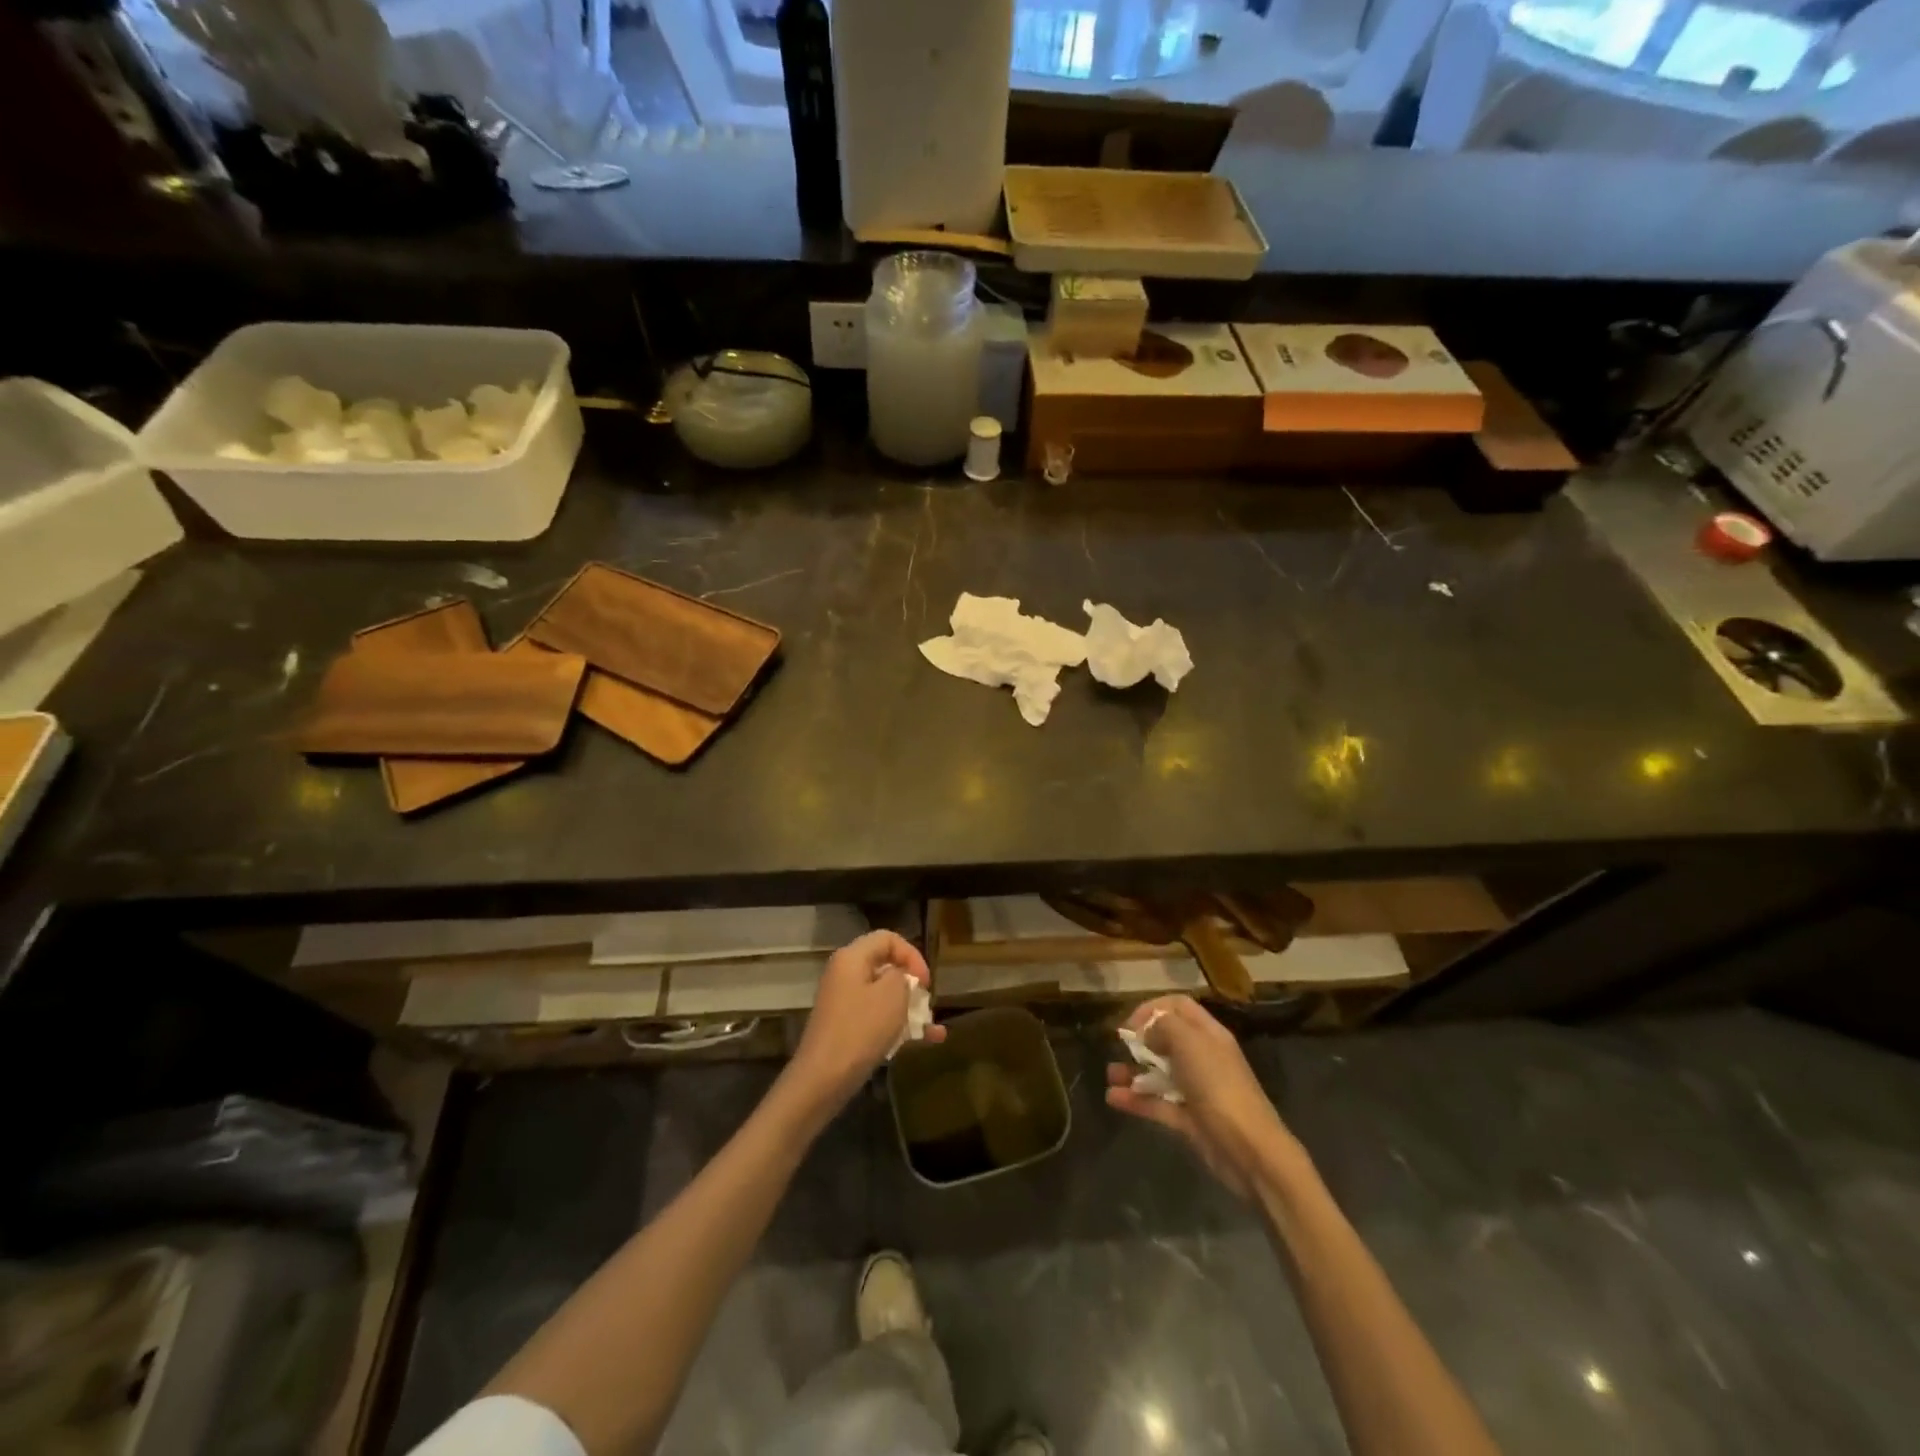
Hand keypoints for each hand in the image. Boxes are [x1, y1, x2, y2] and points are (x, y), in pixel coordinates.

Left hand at [785, 931, 943, 1117]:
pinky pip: (878, 1017)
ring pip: (884, 995)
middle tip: (927, 1002)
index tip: (926, 982)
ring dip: (910, 1008)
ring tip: (934, 1027)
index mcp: (852, 958)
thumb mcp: (892, 995)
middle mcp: (845, 974)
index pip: (887, 938)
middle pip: (885, 966)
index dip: (912, 955)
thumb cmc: (860, 1030)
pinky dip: (900, 1025)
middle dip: (912, 984)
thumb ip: (903, 976)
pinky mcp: (846, 1027)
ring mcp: (844, 1002)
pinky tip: (927, 1041)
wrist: (823, 1079)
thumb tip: (900, 977)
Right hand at [1106, 995, 1297, 1197]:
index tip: (1130, 1022)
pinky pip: (1157, 1103)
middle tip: (1119, 1046)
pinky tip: (1113, 1097)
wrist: (1248, 1150)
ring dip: (1132, 1071)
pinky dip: (1135, 1100)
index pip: (1178, 1006)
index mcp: (1208, 1034)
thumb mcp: (1189, 1043)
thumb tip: (1146, 1032)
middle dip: (1140, 1041)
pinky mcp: (1189, 1120)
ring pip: (1159, 1073)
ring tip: (1109, 1074)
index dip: (1152, 1008)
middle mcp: (1202, 1058)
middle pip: (1167, 1039)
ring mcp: (1196, 1090)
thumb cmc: (1218, 1086)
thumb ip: (1163, 1026)